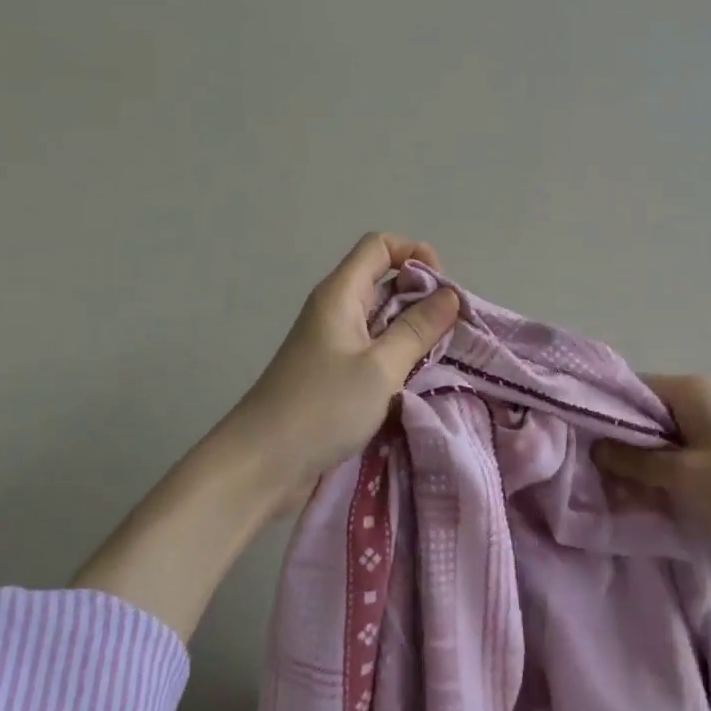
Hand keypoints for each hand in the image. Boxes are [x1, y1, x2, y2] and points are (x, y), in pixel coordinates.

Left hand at [217, 232, 461, 512]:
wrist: (260, 465)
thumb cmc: (322, 407)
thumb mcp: (380, 367)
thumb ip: (417, 329)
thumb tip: (450, 296)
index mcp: (341, 293)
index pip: (380, 245)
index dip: (415, 254)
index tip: (442, 291)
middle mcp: (335, 309)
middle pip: (384, 280)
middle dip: (421, 297)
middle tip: (450, 331)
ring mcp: (333, 342)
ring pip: (382, 318)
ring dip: (412, 331)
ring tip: (440, 358)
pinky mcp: (333, 373)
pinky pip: (373, 349)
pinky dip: (398, 357)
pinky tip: (416, 381)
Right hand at [594, 374, 710, 559]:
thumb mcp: (687, 475)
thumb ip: (638, 462)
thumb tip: (596, 448)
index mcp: (687, 390)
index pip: (628, 389)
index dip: (600, 413)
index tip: (576, 442)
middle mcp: (699, 397)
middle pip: (644, 413)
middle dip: (621, 442)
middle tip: (593, 473)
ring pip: (664, 436)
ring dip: (645, 461)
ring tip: (618, 490)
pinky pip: (685, 451)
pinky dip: (668, 470)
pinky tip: (653, 495)